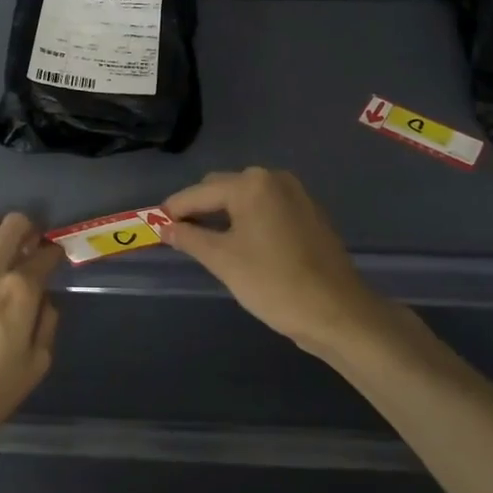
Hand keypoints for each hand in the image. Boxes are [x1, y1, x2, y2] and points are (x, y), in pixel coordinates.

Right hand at [162, 168, 380, 354]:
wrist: (338, 313)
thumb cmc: (274, 283)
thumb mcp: (223, 260)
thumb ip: (190, 237)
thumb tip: (165, 227)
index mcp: (250, 184)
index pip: (198, 193)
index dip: (174, 209)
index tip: (154, 225)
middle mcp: (273, 178)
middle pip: (222, 188)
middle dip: (199, 209)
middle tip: (180, 236)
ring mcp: (295, 194)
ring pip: (245, 198)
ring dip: (223, 214)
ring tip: (207, 242)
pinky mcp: (309, 213)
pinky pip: (266, 208)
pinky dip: (248, 220)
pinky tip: (241, 245)